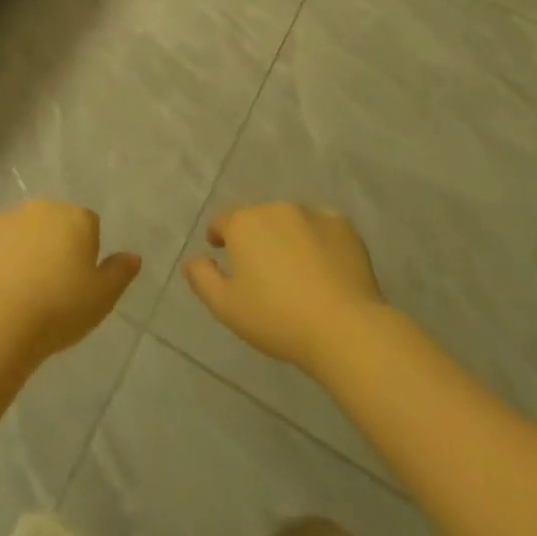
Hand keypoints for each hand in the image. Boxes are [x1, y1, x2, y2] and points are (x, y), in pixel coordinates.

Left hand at [0, 201, 139, 360]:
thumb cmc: (59, 309)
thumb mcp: (102, 298)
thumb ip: (120, 272)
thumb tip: (133, 256)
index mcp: (76, 218)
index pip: (88, 226)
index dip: (83, 252)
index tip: (76, 282)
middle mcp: (42, 207)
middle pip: (52, 222)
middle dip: (52, 244)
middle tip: (48, 285)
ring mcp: (6, 216)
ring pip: (20, 229)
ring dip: (21, 248)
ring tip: (17, 290)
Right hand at [183, 203, 385, 372]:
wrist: (344, 327)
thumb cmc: (277, 318)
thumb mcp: (226, 307)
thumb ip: (202, 278)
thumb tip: (192, 259)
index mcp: (244, 223)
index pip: (222, 220)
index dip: (219, 235)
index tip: (221, 251)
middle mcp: (275, 208)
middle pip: (258, 218)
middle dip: (255, 238)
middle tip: (262, 271)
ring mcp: (312, 213)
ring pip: (290, 221)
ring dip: (286, 237)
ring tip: (295, 270)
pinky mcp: (342, 225)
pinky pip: (322, 228)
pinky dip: (318, 241)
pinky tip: (324, 268)